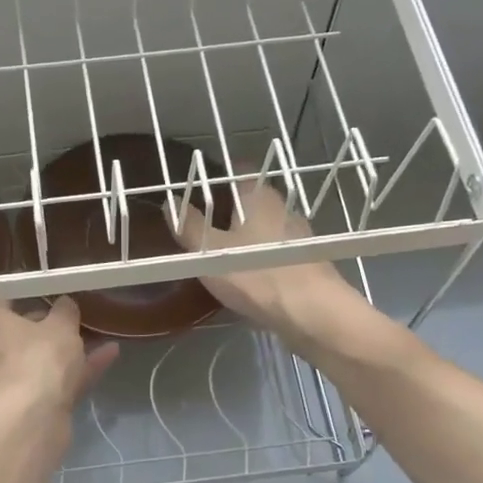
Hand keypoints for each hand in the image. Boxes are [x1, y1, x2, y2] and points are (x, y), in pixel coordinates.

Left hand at [0, 297, 118, 413]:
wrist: (32, 420)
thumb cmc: (37, 358)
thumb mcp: (60, 325)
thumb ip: (65, 311)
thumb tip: (65, 304)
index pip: (2, 300)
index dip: (26, 293)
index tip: (50, 290)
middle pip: (21, 332)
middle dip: (50, 326)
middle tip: (77, 315)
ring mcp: (7, 381)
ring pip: (41, 359)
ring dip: (69, 349)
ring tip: (100, 334)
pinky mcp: (27, 405)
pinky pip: (55, 380)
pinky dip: (78, 369)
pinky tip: (109, 355)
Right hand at [177, 176, 360, 345]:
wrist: (312, 312)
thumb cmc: (256, 273)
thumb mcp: (209, 251)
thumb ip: (188, 226)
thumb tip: (170, 204)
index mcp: (258, 195)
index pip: (238, 170)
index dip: (216, 176)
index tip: (196, 189)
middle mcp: (283, 207)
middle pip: (251, 200)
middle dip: (228, 210)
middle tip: (202, 224)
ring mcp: (298, 234)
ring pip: (264, 227)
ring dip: (245, 236)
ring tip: (219, 253)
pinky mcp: (307, 261)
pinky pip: (275, 251)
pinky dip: (259, 258)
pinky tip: (246, 276)